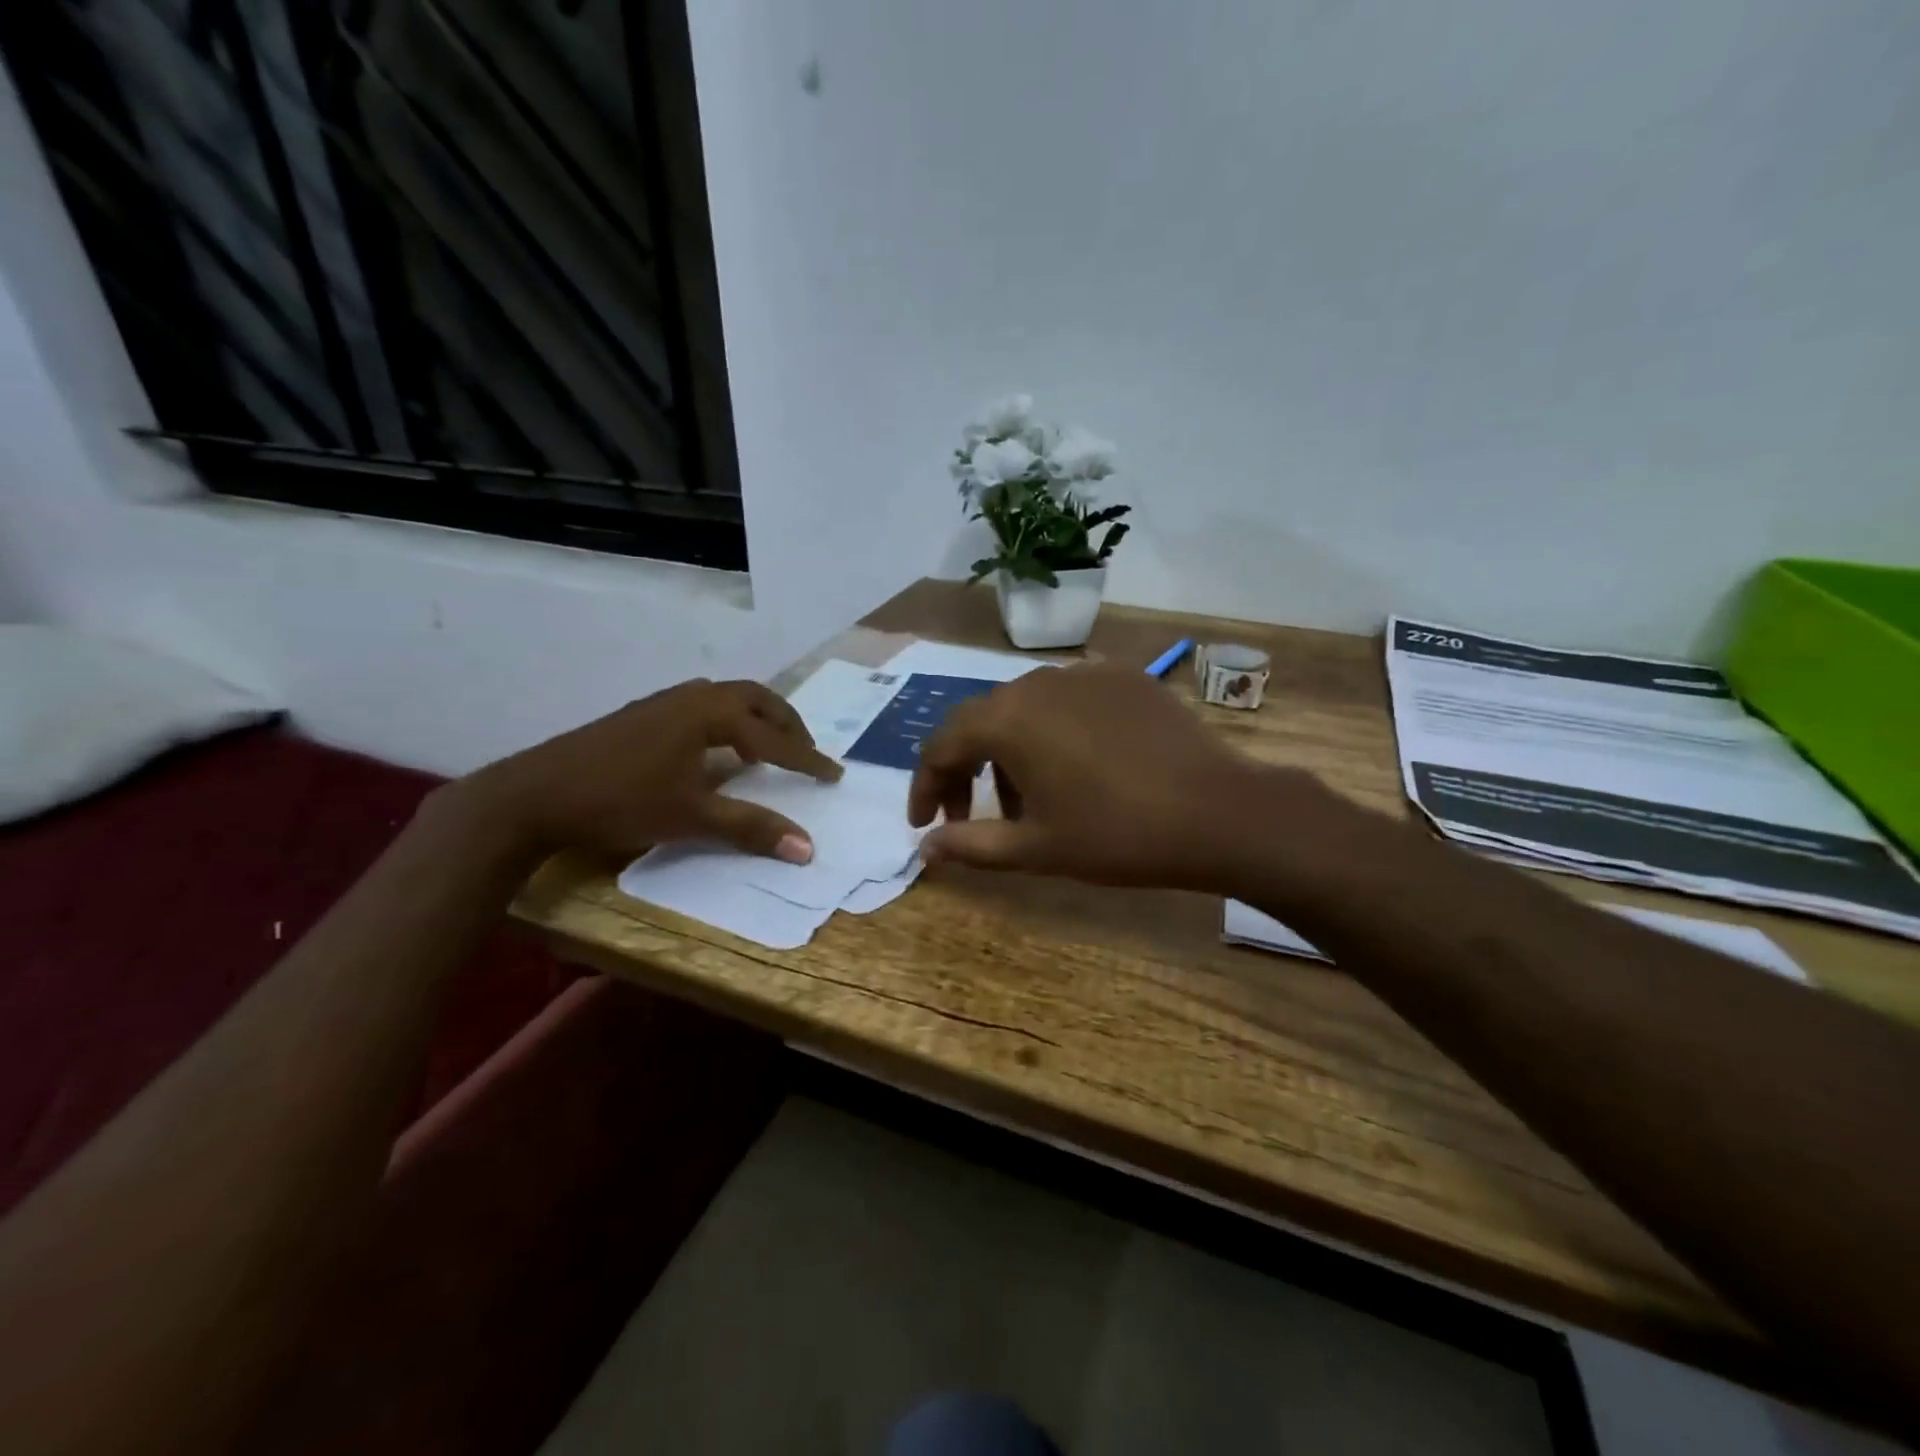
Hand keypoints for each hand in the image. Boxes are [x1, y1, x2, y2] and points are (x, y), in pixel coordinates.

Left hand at [455, 678, 842, 862]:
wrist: (534, 794)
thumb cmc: (620, 801)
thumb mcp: (691, 817)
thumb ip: (751, 828)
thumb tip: (808, 849)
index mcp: (709, 714)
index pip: (773, 738)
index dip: (806, 759)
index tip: (834, 775)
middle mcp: (690, 697)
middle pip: (754, 698)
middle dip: (785, 723)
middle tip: (804, 751)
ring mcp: (661, 702)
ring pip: (724, 698)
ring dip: (753, 719)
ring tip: (762, 752)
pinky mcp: (640, 715)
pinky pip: (699, 706)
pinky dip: (724, 723)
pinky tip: (711, 753)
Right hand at [907, 666, 1296, 888]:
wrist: (1218, 812)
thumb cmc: (1117, 834)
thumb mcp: (1036, 848)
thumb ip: (971, 845)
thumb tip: (925, 849)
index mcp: (1007, 718)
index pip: (942, 744)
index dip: (925, 785)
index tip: (925, 823)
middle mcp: (1037, 682)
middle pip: (982, 721)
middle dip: (966, 770)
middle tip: (970, 815)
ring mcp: (1085, 673)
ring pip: (1025, 709)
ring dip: (1010, 752)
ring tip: (1030, 799)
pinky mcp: (1124, 677)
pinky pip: (1068, 701)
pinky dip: (1053, 733)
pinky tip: (1077, 767)